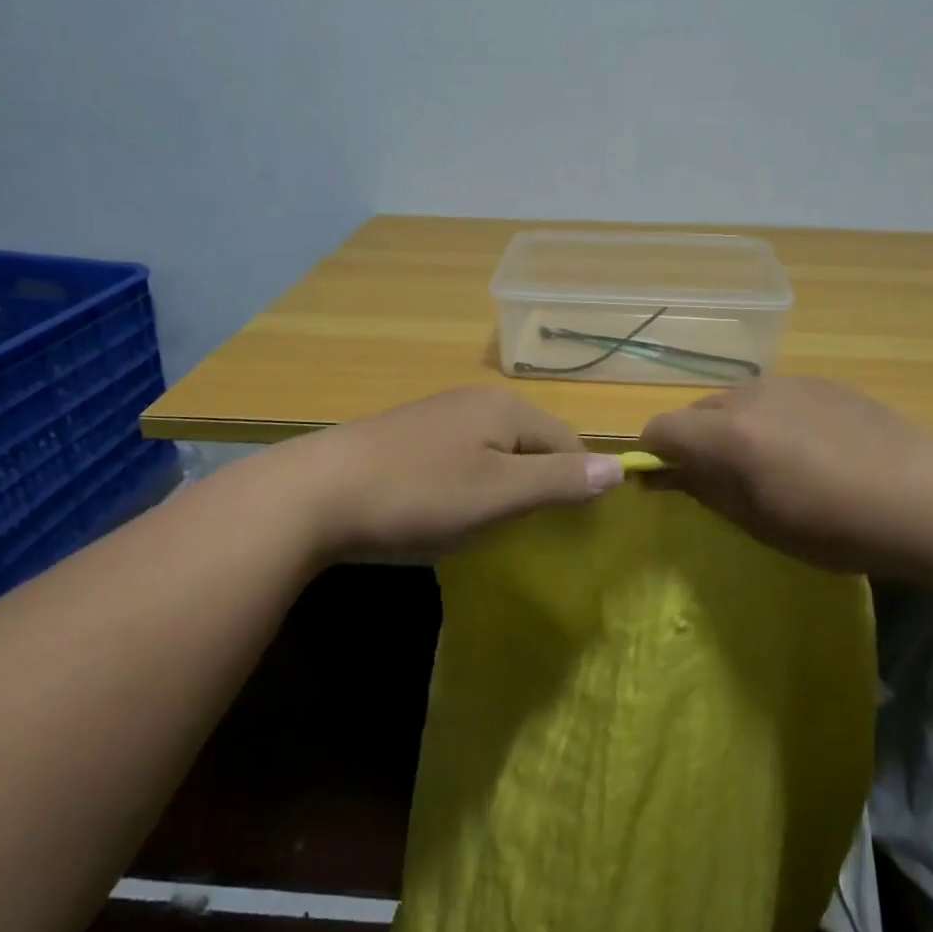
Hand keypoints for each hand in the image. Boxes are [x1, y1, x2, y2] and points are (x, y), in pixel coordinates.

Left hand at [283, 388, 623, 561]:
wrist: (313, 495)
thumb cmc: (419, 495)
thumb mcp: (499, 495)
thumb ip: (560, 481)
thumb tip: (619, 468)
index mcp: (506, 409)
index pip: (568, 440)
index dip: (578, 482)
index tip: (568, 527)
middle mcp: (475, 401)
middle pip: (532, 442)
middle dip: (539, 484)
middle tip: (527, 530)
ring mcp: (438, 415)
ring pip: (495, 451)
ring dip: (503, 486)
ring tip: (488, 525)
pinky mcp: (407, 436)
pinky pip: (460, 457)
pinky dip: (468, 484)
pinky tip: (445, 510)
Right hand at [638, 377, 932, 572]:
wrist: (927, 498)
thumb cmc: (836, 526)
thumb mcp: (760, 522)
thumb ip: (706, 490)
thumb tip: (668, 475)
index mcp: (727, 433)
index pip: (660, 429)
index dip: (654, 456)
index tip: (668, 483)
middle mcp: (749, 396)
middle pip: (696, 411)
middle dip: (695, 442)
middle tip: (723, 481)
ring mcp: (789, 383)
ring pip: (735, 401)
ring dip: (732, 429)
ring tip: (771, 465)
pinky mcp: (823, 382)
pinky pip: (774, 397)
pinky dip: (770, 418)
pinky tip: (810, 449)